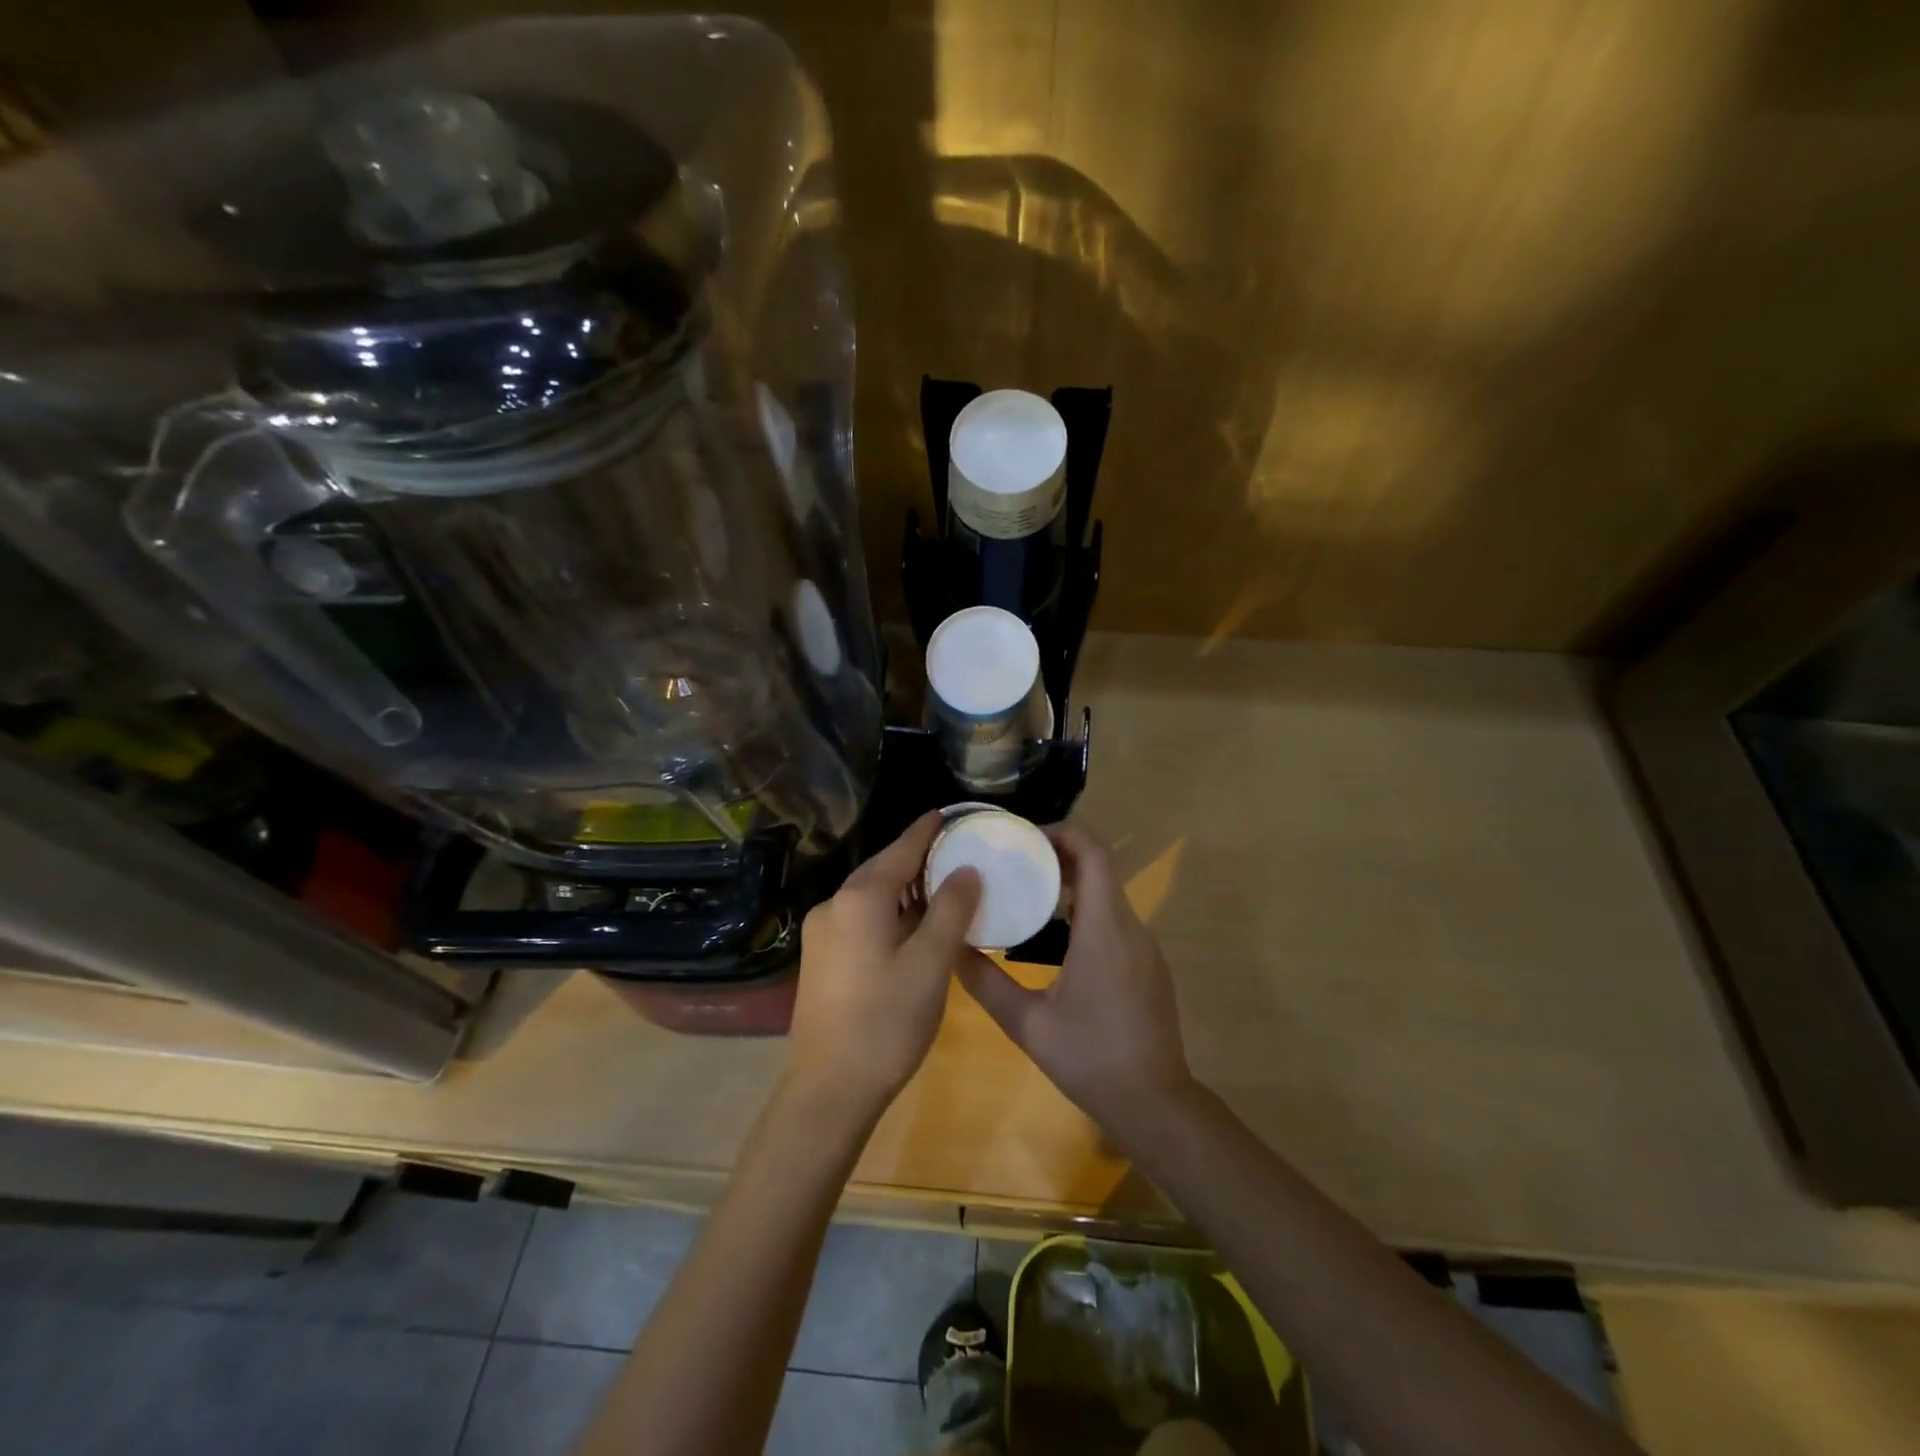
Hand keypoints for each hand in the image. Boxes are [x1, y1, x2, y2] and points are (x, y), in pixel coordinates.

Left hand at [785, 811, 986, 1121]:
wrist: (827, 1090)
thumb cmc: (886, 1022)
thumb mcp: (931, 964)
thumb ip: (951, 910)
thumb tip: (967, 870)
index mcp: (860, 898)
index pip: (902, 849)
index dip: (929, 830)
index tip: (951, 813)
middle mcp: (834, 904)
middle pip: (884, 868)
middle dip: (920, 859)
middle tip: (959, 853)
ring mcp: (822, 932)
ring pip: (872, 896)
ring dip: (906, 889)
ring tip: (943, 889)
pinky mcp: (820, 958)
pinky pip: (861, 918)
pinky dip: (890, 913)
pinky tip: (912, 928)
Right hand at [957, 823, 1195, 1138]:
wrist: (1155, 1105)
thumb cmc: (1090, 1059)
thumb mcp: (1027, 1023)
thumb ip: (986, 982)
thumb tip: (950, 949)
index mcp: (1104, 929)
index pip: (1093, 852)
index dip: (1061, 831)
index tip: (1022, 836)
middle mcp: (1130, 926)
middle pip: (1099, 866)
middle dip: (1058, 853)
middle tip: (1013, 860)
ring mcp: (1144, 945)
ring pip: (1108, 891)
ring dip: (1070, 881)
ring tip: (1025, 890)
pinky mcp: (1146, 963)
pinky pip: (1114, 917)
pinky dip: (1084, 907)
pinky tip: (1054, 933)